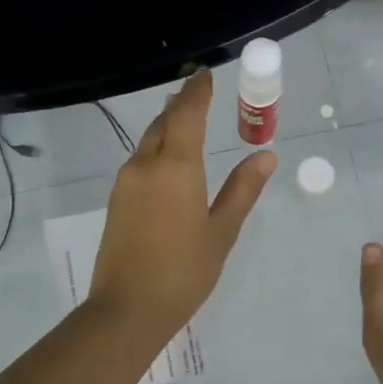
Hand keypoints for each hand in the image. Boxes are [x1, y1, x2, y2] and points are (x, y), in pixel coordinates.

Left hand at [89, 71, 276, 343]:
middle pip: (162, 123)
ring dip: (166, 126)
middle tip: (197, 93)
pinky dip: (156, 150)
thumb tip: (265, 154)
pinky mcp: (117, 202)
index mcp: (175, 167)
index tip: (205, 75)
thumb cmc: (184, 271)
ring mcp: (126, 184)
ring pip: (147, 142)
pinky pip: (139, 162)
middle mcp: (145, 166)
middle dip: (180, 106)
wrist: (128, 309)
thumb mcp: (222, 231)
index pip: (186, 115)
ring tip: (183, 119)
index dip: (197, 93)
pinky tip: (167, 160)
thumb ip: (242, 189)